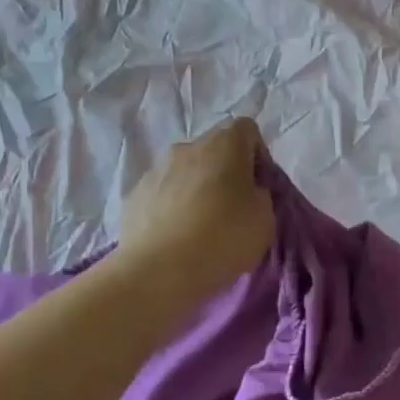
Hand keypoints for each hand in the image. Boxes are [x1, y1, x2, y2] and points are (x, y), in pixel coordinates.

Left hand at [117, 119, 274, 297]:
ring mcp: (155, 170)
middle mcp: (187, 147)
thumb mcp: (265, 218)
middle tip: (232, 208)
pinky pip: (161, 194)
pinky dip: (171, 207)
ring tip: (200, 226)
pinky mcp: (134, 195)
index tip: (259, 185)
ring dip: (196, 189)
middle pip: (213, 149)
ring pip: (185, 171)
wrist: (160, 270)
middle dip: (225, 172)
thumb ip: (260, 195)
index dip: (257, 155)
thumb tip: (247, 192)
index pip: (246, 129)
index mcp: (224, 144)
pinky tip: (176, 237)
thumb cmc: (224, 237)